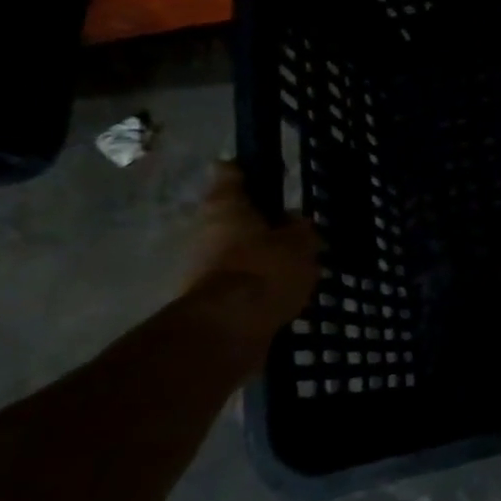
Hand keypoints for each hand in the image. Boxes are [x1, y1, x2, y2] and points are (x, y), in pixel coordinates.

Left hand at [187, 162, 320, 349]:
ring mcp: (200, 266)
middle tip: (288, 227)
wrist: (228, 330)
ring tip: (290, 264)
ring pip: (233, 250)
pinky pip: (236, 281)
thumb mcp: (300, 243)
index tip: (262, 172)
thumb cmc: (265, 270)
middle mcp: (205, 230)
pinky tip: (279, 291)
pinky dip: (253, 283)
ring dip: (255, 255)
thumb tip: (292, 222)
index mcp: (226, 206)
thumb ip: (299, 229)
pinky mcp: (205, 299)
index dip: (246, 170)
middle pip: (231, 216)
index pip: (231, 174)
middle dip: (255, 221)